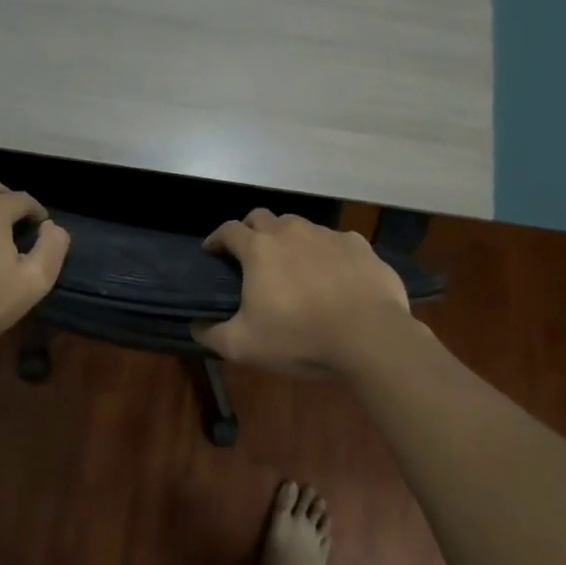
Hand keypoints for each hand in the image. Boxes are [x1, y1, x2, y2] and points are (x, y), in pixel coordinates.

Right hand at [191, 209, 413, 375]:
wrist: (370, 337)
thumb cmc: (300, 338)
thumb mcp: (244, 347)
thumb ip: (212, 334)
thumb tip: (195, 325)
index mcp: (259, 249)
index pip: (228, 230)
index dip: (217, 238)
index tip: (212, 251)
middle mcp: (291, 231)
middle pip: (262, 217)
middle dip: (251, 230)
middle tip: (250, 254)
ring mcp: (327, 235)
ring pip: (300, 226)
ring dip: (289, 239)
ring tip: (293, 266)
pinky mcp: (359, 245)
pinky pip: (335, 241)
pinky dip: (326, 253)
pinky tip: (333, 275)